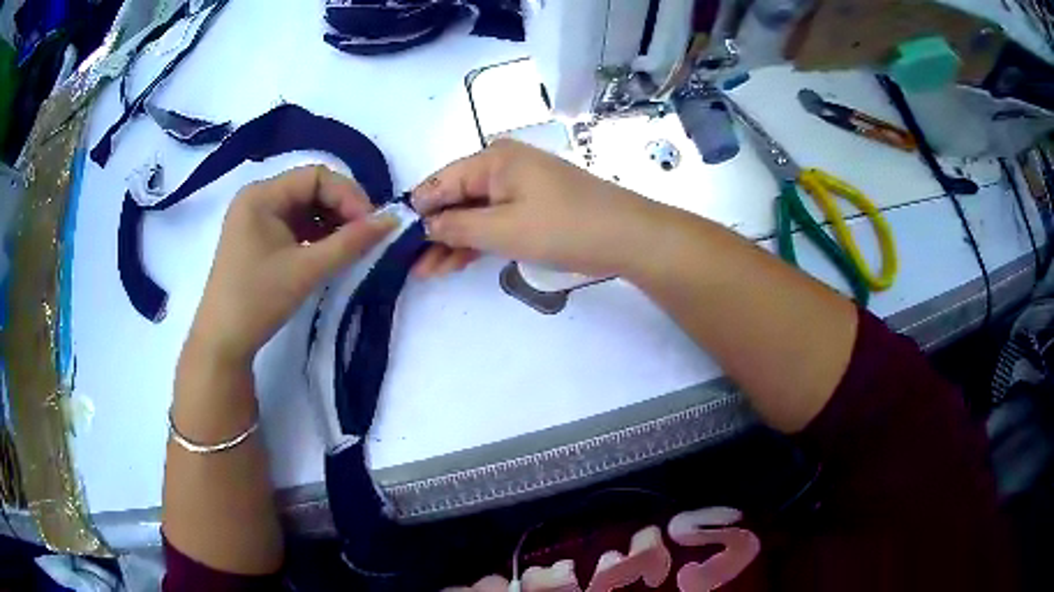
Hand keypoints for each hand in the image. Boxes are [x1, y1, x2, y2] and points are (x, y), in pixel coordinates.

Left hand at [186, 165, 395, 365]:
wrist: (223, 342)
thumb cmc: (258, 300)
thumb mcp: (306, 270)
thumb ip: (351, 242)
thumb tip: (393, 220)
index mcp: (262, 195)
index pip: (316, 176)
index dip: (348, 195)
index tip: (371, 224)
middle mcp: (257, 198)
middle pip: (311, 189)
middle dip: (341, 208)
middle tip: (366, 236)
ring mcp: (256, 219)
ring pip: (305, 208)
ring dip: (331, 222)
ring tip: (351, 246)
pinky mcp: (258, 238)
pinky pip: (295, 225)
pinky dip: (316, 235)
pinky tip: (330, 252)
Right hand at [411, 139, 662, 277]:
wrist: (627, 236)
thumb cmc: (562, 227)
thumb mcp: (502, 229)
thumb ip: (457, 225)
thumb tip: (425, 222)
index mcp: (492, 159)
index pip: (440, 181)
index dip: (417, 211)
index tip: (395, 241)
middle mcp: (503, 165)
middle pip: (455, 197)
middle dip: (433, 231)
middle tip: (410, 265)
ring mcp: (520, 185)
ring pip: (474, 212)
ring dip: (452, 240)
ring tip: (428, 272)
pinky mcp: (533, 204)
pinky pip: (494, 219)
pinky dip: (477, 240)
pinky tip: (456, 261)